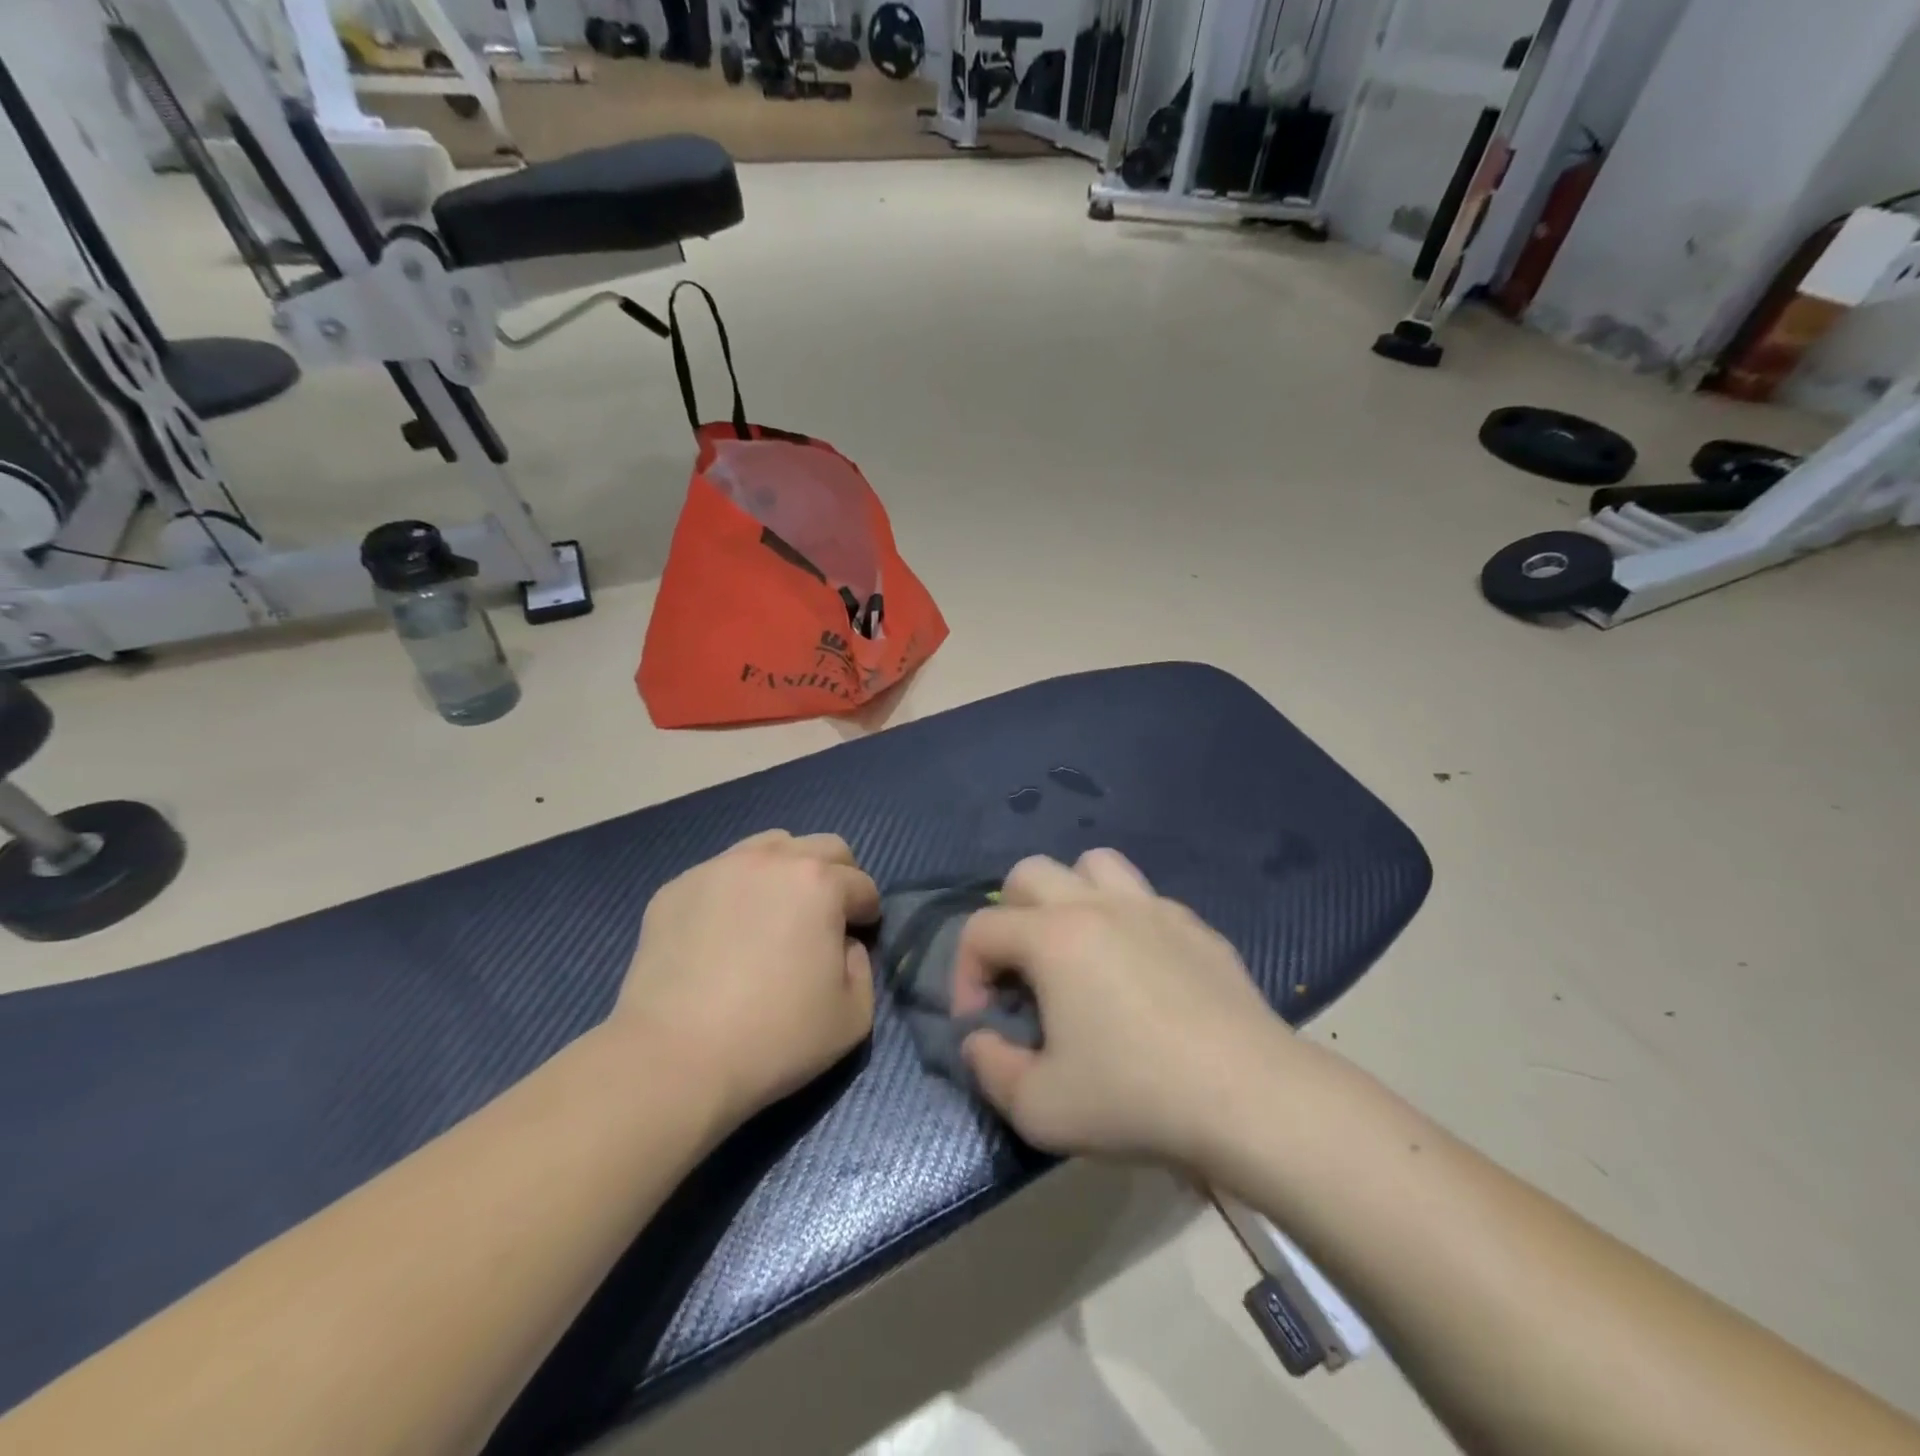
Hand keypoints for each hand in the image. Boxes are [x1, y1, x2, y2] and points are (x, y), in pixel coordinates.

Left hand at [618, 830, 879, 1124]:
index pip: (862, 884)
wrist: (674, 1057)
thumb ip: (862, 967)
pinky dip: (737, 891)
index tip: (859, 938)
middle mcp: (771, 860)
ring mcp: (718, 868)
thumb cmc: (774, 1037)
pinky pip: (722, 873)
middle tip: (826, 919)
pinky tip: (725, 934)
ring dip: (787, 872)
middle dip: (837, 877)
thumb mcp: (853, 1016)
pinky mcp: (676, 887)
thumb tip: (843, 944)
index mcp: (819, 883)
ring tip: (775, 915)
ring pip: (770, 846)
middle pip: (823, 847)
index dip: (867, 913)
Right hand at [953, 850, 1292, 1165]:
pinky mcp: (1195, 925)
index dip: (964, 973)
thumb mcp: (1041, 1107)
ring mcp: (1152, 908)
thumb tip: (980, 1038)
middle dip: (1008, 918)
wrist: (1251, 1097)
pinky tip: (1140, 973)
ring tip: (1076, 949)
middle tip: (1022, 975)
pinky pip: (1144, 899)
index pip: (981, 928)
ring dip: (1070, 896)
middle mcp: (1097, 905)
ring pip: (1093, 864)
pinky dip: (1125, 921)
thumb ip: (990, 1068)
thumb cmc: (1136, 1097)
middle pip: (1030, 873)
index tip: (982, 1021)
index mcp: (1053, 937)